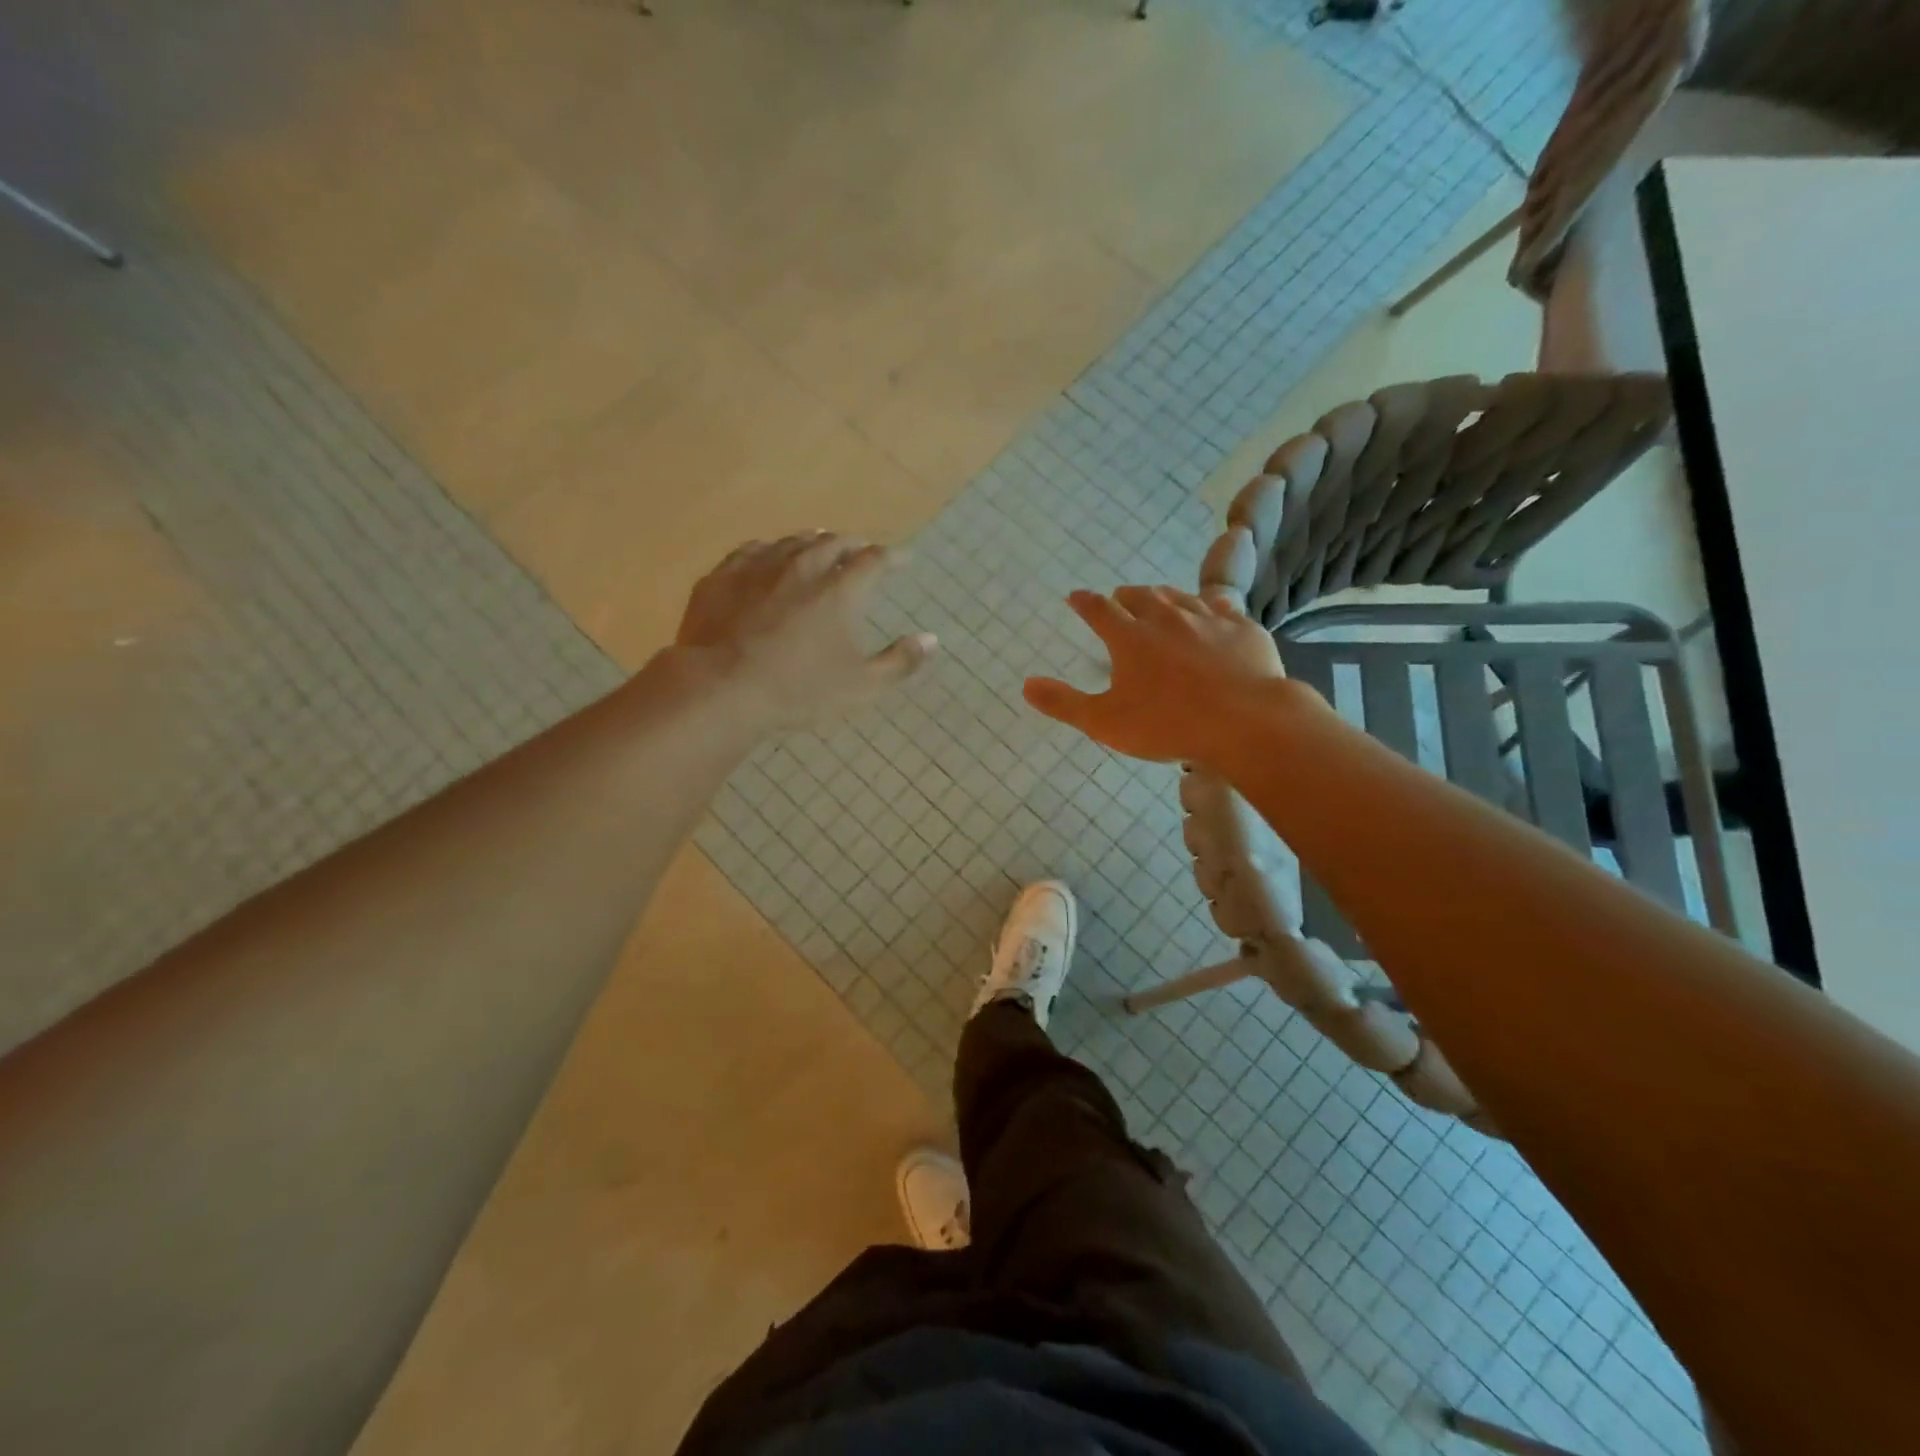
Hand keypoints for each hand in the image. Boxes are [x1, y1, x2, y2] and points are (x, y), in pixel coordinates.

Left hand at [674, 532, 935, 730]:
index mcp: (840, 590)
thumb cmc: (798, 690)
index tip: (904, 559)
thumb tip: (931, 640)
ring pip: (793, 541)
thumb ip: (900, 663)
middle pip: (833, 542)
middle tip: (862, 549)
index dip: (893, 557)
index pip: (875, 560)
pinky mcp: (723, 576)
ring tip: (821, 544)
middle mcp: (802, 567)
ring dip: (813, 542)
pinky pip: (752, 550)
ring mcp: (758, 567)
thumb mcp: (860, 687)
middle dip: (853, 544)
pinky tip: (768, 556)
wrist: (720, 688)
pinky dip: (770, 550)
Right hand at [1023, 586, 1304, 764]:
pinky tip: (1211, 613)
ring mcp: (1208, 619)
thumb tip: (1026, 685)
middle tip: (1118, 599)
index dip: (1084, 602)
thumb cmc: (1168, 724)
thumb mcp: (1104, 722)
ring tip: (1159, 600)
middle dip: (1125, 596)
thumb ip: (1063, 703)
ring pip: (1180, 597)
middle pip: (1140, 596)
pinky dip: (1208, 607)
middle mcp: (1166, 618)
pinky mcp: (1243, 629)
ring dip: (1163, 596)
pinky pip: (1221, 608)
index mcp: (1130, 637)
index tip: (1075, 597)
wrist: (1246, 721)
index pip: (1099, 610)